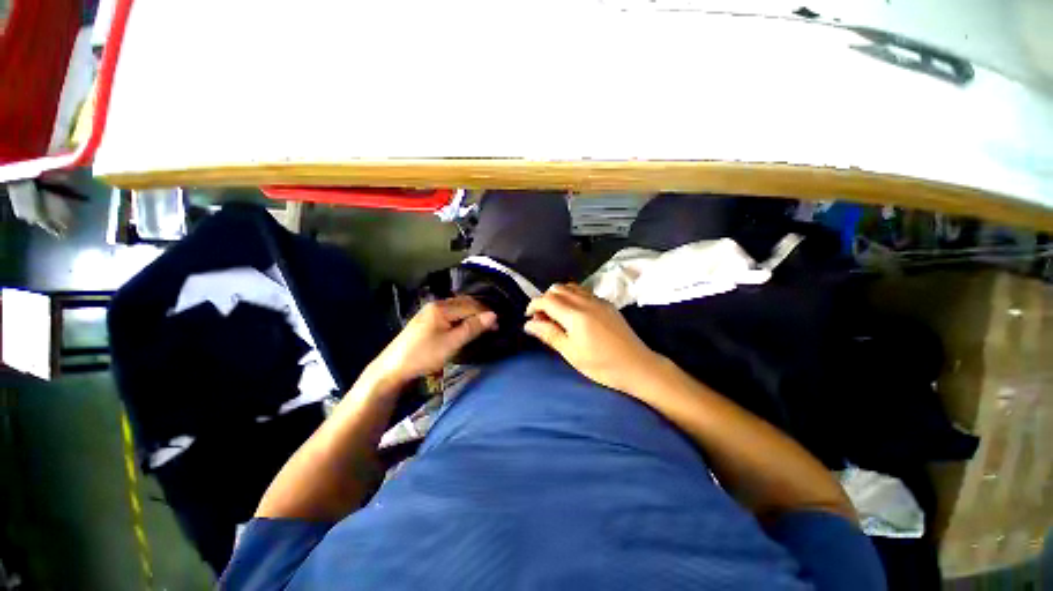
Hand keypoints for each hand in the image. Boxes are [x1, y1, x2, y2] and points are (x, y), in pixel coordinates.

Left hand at [369, 296, 496, 388]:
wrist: (392, 368)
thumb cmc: (424, 355)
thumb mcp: (451, 343)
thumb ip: (472, 328)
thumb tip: (493, 315)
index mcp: (441, 308)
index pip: (470, 306)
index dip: (486, 315)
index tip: (498, 326)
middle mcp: (436, 304)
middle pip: (464, 303)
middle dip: (479, 313)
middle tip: (492, 327)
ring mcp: (430, 311)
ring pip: (457, 308)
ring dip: (471, 315)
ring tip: (481, 327)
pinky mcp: (427, 320)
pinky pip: (450, 313)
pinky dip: (461, 318)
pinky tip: (464, 326)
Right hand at [524, 284, 661, 392]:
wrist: (637, 366)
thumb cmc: (601, 365)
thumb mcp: (571, 353)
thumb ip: (549, 334)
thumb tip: (528, 324)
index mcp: (575, 314)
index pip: (547, 299)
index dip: (534, 305)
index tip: (529, 318)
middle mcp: (585, 301)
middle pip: (557, 288)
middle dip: (545, 299)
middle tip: (543, 319)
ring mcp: (598, 300)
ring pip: (570, 287)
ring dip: (558, 296)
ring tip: (556, 315)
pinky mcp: (606, 304)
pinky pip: (583, 292)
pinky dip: (571, 296)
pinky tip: (573, 314)